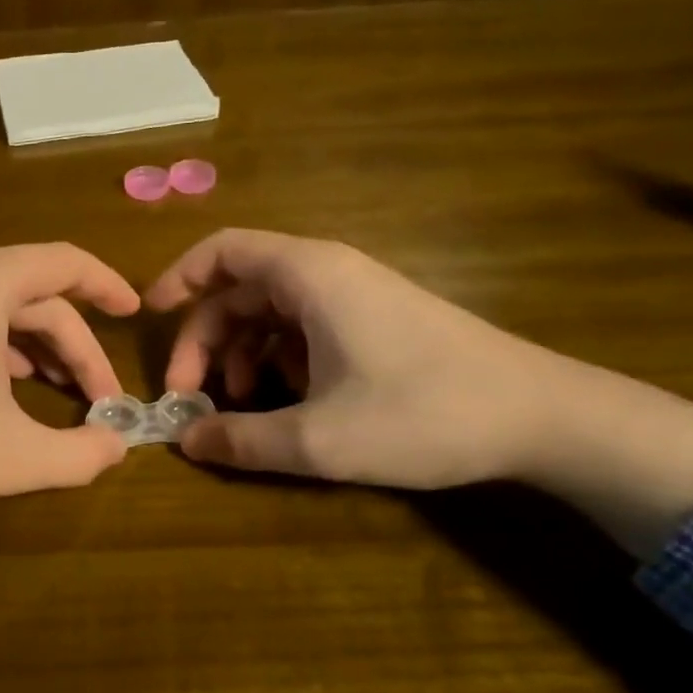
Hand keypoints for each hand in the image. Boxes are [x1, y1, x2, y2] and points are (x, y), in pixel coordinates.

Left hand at [0, 244, 138, 595]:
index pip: (66, 263)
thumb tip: (119, 447)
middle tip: (102, 403)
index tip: (135, 317)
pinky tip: (13, 395)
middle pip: (38, 297)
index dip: (108, 287)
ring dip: (42, 353)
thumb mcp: (14, 456)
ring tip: (66, 398)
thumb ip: (80, 454)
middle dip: (76, 348)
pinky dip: (4, 356)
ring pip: (3, 314)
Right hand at [145, 228, 561, 487]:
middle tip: (191, 394)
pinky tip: (286, 401)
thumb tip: (184, 441)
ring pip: (270, 310)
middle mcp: (327, 272)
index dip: (178, 278)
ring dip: (241, 353)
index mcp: (308, 274)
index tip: (149, 318)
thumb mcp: (318, 438)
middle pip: (239, 288)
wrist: (543, 417)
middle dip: (205, 339)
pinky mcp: (375, 320)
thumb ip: (241, 440)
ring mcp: (355, 295)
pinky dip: (278, 358)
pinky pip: (304, 326)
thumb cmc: (423, 413)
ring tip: (240, 405)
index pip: (221, 250)